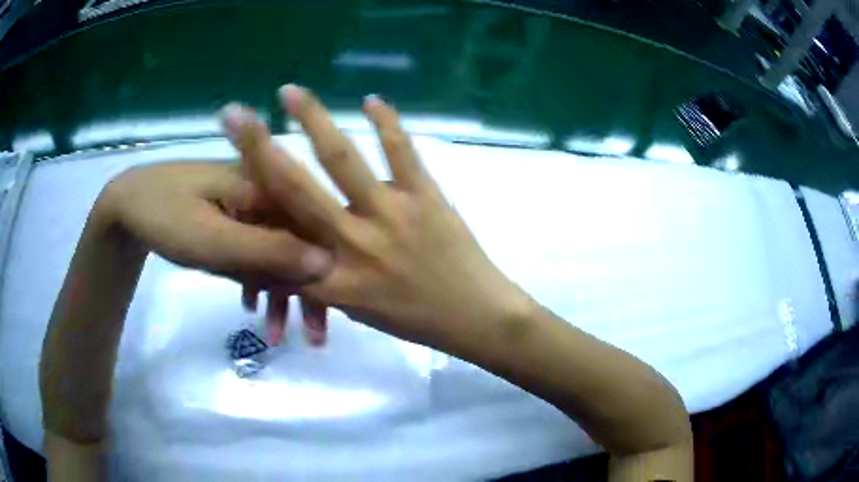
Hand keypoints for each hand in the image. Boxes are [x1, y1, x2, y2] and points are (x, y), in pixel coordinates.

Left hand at [99, 161, 332, 342]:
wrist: (125, 207)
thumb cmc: (166, 217)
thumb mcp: (214, 239)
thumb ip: (268, 250)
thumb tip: (326, 263)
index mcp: (265, 182)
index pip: (314, 225)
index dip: (327, 269)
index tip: (337, 313)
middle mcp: (264, 190)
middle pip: (299, 242)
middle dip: (305, 291)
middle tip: (313, 339)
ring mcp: (247, 206)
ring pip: (277, 252)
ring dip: (279, 294)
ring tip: (278, 335)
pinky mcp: (232, 219)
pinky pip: (254, 252)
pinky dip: (255, 281)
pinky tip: (251, 306)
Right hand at [221, 86, 531, 349]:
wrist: (475, 317)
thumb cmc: (414, 320)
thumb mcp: (357, 309)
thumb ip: (324, 278)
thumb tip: (297, 247)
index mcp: (331, 277)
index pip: (276, 233)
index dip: (248, 203)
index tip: (228, 172)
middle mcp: (352, 243)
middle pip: (295, 188)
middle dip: (259, 147)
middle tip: (239, 114)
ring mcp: (391, 214)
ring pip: (343, 160)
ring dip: (314, 120)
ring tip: (291, 93)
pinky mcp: (426, 197)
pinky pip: (402, 153)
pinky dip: (387, 123)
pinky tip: (371, 100)